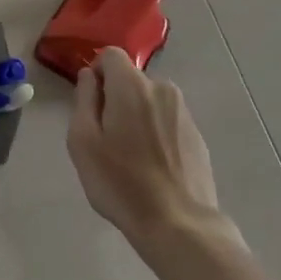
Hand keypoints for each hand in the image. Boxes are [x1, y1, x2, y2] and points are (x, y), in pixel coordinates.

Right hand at [67, 46, 229, 254]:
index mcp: (132, 85)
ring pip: (150, 102)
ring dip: (137, 118)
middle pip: (130, 80)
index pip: (111, 55)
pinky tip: (152, 169)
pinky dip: (156, 135)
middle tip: (106, 140)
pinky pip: (167, 123)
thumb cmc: (120, 181)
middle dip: (116, 99)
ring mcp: (183, 113)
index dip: (96, 73)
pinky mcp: (197, 137)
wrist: (178, 224)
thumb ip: (84, 99)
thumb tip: (90, 76)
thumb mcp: (83, 140)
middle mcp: (162, 89)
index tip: (91, 105)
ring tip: (130, 158)